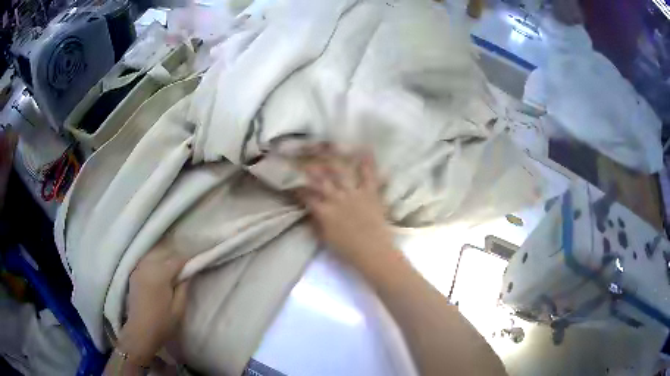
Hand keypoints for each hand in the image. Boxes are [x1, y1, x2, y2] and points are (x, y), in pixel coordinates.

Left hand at [118, 247, 189, 365]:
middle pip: (164, 256)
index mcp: (159, 275)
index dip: (187, 262)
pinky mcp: (133, 275)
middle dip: (175, 261)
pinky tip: (158, 277)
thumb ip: (184, 287)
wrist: (140, 332)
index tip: (194, 267)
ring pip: (154, 258)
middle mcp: (147, 267)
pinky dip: (154, 266)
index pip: (176, 260)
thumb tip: (188, 274)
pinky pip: (146, 264)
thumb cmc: (162, 322)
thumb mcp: (179, 308)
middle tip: (184, 273)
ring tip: (171, 275)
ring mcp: (138, 270)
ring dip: (164, 262)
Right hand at [296, 148, 394, 264]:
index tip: (292, 182)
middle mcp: (336, 199)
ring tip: (327, 149)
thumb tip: (310, 211)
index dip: (298, 188)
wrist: (372, 251)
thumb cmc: (347, 249)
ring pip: (340, 173)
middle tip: (305, 159)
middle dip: (311, 169)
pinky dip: (367, 163)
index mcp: (324, 211)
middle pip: (321, 180)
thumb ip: (317, 222)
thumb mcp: (325, 238)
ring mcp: (353, 194)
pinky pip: (368, 175)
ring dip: (333, 161)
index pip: (306, 196)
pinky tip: (365, 148)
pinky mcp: (370, 193)